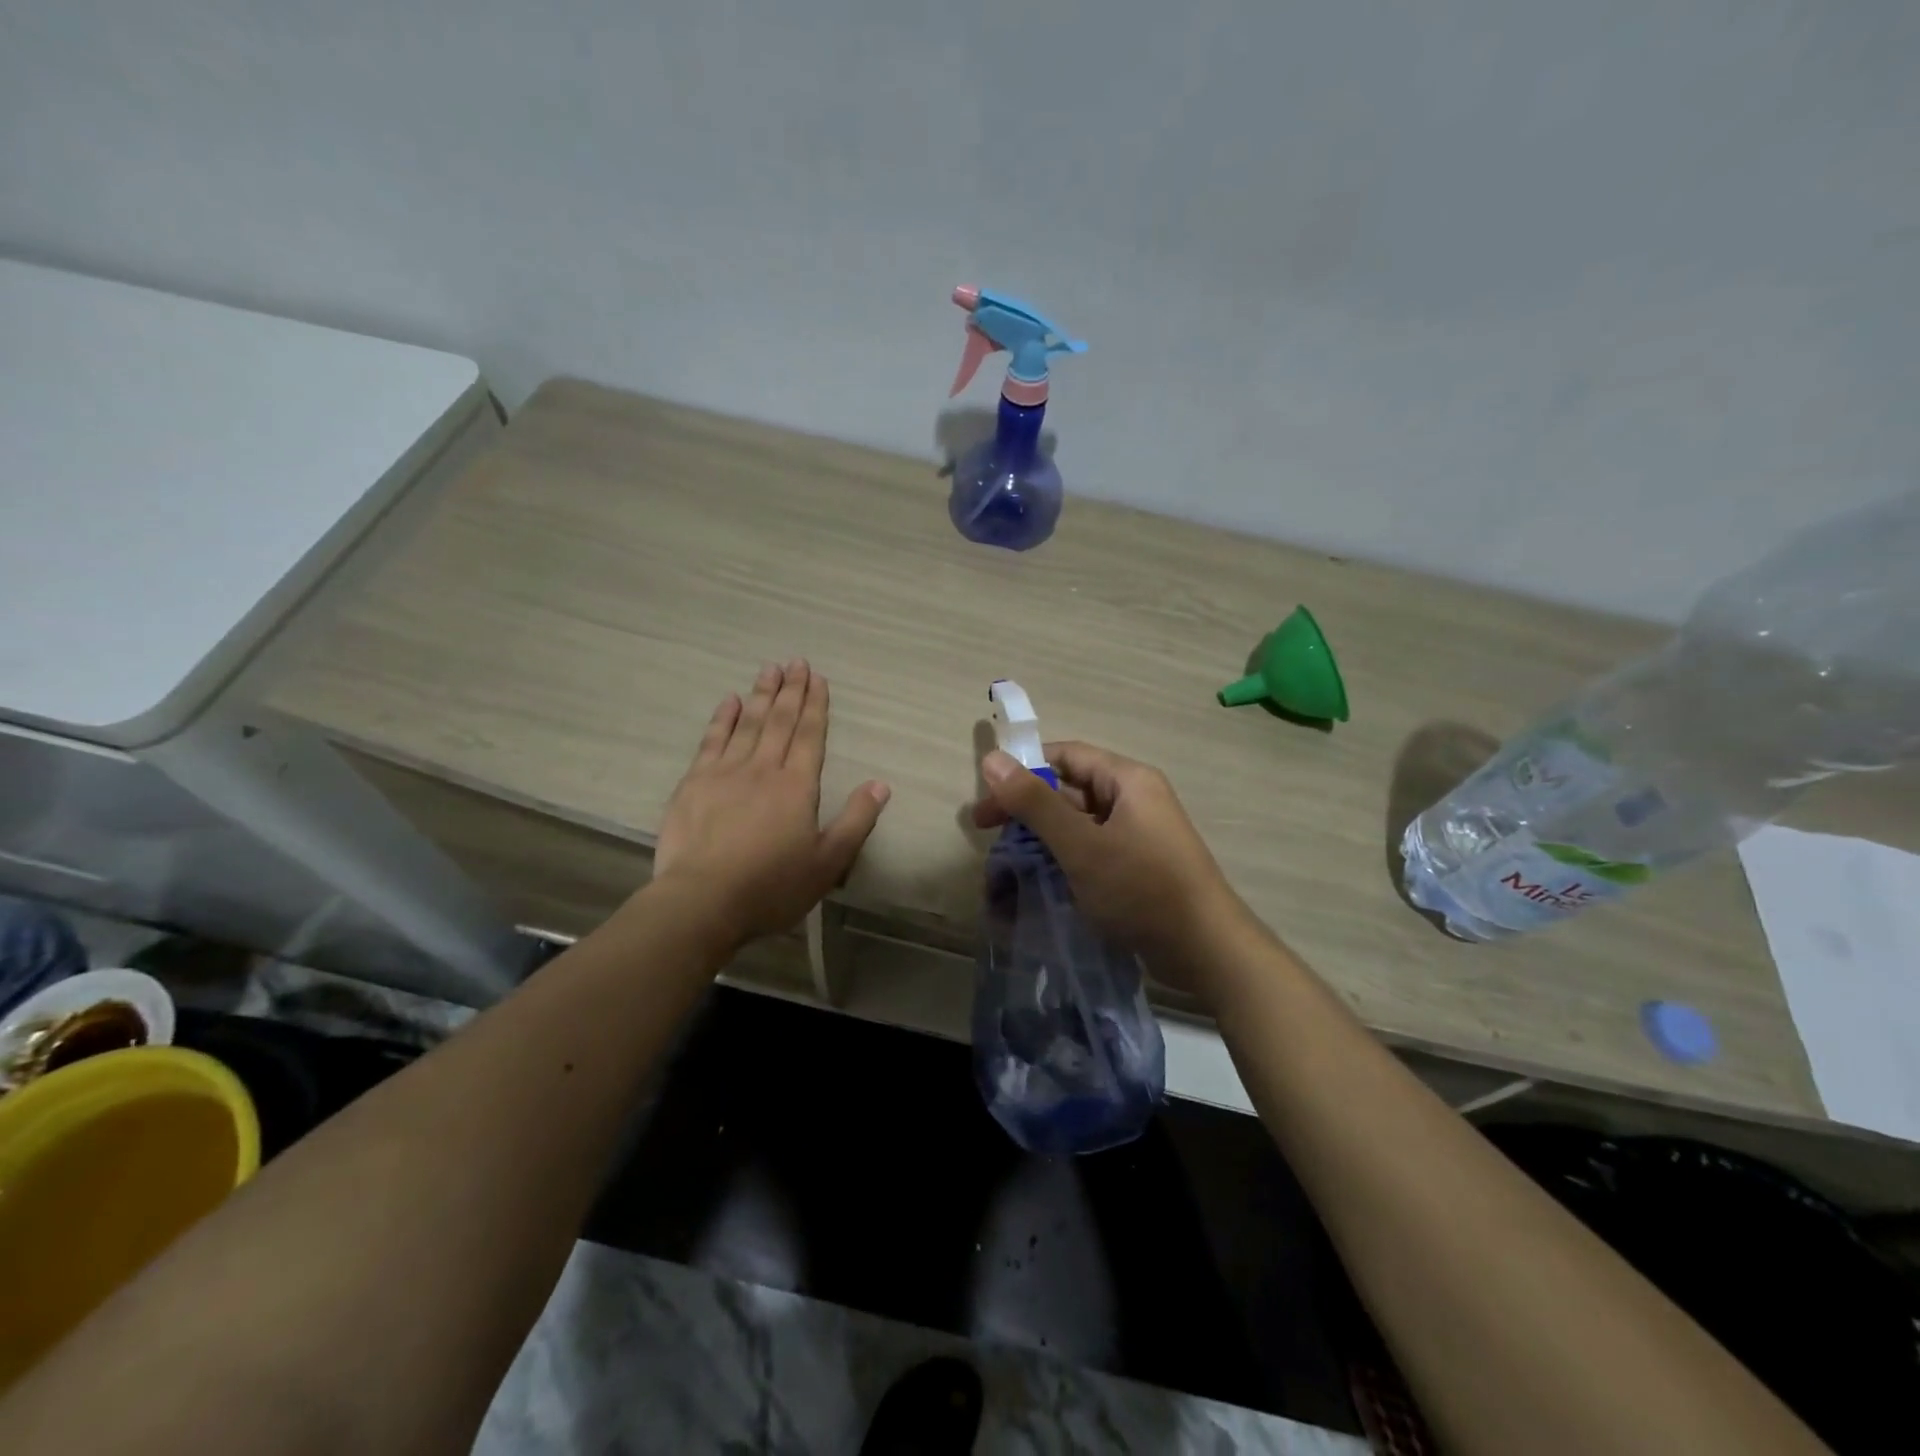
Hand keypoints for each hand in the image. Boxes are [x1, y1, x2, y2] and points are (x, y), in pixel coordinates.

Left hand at [653, 661, 890, 947]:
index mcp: (797, 786)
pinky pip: (712, 740)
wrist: (703, 900)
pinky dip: (722, 718)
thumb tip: (881, 784)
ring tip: (769, 669)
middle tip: (796, 661)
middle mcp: (763, 769)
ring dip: (760, 695)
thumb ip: (856, 820)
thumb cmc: (772, 886)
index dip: (815, 705)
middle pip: (780, 721)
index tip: (817, 678)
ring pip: (747, 724)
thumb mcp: (828, 862)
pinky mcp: (694, 783)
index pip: (810, 735)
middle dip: (790, 690)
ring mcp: (725, 772)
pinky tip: (729, 700)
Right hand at [972, 741, 1251, 980]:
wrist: (1206, 951)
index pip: (1066, 755)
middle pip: (1068, 790)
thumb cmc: (1142, 889)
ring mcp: (1136, 834)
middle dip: (1026, 810)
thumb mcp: (1082, 845)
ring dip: (1040, 839)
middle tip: (986, 834)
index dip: (1024, 769)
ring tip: (1004, 864)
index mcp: (1127, 780)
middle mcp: (1133, 799)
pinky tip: (1037, 881)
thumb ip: (1035, 803)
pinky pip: (1090, 850)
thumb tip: (992, 758)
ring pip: (1076, 824)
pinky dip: (1061, 860)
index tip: (988, 797)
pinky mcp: (1136, 866)